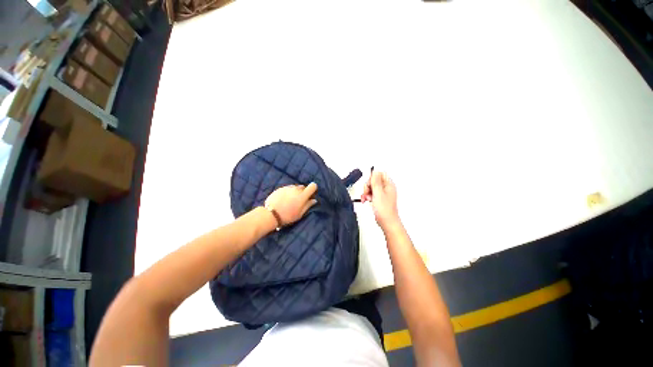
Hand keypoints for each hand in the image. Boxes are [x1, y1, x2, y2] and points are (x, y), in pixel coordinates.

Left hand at [265, 183, 317, 225]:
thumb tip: (314, 200)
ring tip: (290, 201)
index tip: (310, 195)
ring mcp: (287, 188)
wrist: (271, 214)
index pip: (313, 186)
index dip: (313, 189)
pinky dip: (288, 193)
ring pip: (295, 187)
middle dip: (303, 192)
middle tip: (299, 200)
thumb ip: (308, 205)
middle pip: (303, 187)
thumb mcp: (300, 213)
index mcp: (302, 195)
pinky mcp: (280, 188)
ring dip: (295, 192)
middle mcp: (296, 189)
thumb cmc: (288, 216)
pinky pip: (287, 189)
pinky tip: (284, 200)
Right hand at [361, 171, 399, 228]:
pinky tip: (366, 201)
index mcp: (388, 184)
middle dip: (368, 186)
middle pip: (374, 180)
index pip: (379, 174)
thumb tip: (375, 171)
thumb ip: (376, 181)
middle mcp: (386, 188)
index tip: (370, 185)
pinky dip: (367, 196)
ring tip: (366, 198)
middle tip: (367, 193)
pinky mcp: (379, 199)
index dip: (372, 178)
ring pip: (371, 187)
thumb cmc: (384, 210)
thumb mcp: (378, 193)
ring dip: (366, 192)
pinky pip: (371, 193)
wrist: (387, 222)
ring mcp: (383, 193)